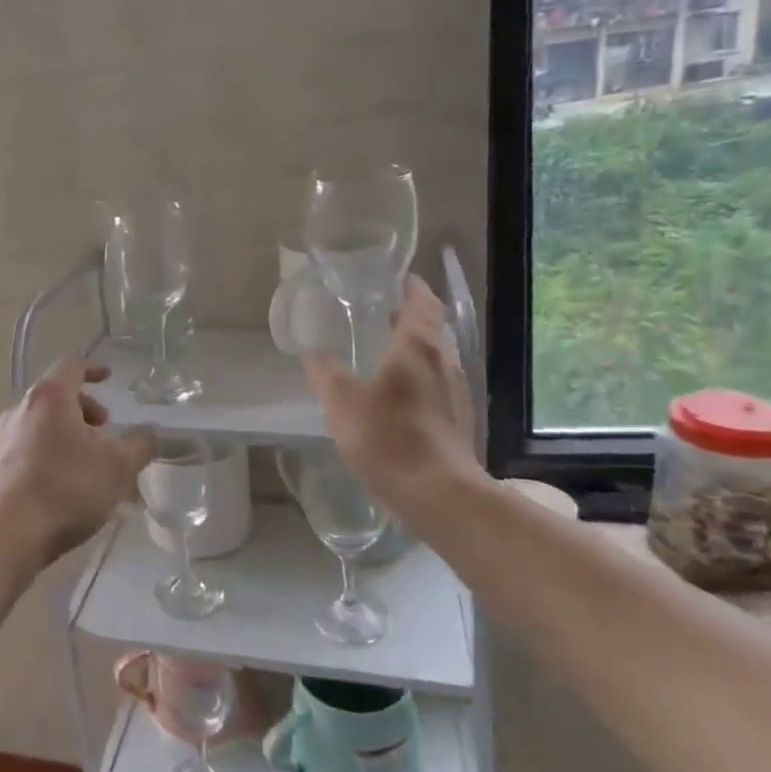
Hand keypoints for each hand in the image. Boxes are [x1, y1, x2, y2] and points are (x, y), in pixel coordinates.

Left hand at [0, 356, 154, 567]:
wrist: (7, 535)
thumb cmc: (66, 488)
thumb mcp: (118, 466)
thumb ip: (140, 445)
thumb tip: (148, 433)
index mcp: (50, 397)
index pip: (71, 365)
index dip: (93, 368)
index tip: (109, 377)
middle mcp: (22, 409)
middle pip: (56, 395)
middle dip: (85, 407)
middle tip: (106, 429)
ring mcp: (5, 439)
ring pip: (43, 423)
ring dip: (70, 433)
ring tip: (92, 461)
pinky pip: (31, 447)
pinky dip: (54, 452)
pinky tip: (69, 485)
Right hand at [302, 276, 490, 528]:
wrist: (438, 493)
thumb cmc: (389, 435)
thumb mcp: (342, 401)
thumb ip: (326, 373)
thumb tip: (313, 353)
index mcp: (418, 346)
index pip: (422, 304)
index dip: (413, 288)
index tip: (401, 278)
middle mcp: (443, 362)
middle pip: (433, 330)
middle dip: (413, 318)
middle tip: (387, 312)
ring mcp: (455, 393)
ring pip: (437, 358)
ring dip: (417, 349)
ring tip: (389, 349)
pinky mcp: (457, 421)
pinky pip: (438, 385)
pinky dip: (420, 376)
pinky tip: (400, 393)